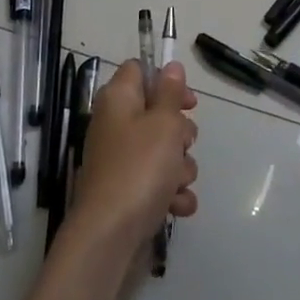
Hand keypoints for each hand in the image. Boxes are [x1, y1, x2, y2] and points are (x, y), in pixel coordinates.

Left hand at [70, 60, 198, 255]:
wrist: (111, 233)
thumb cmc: (140, 167)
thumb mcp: (163, 122)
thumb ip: (171, 93)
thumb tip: (171, 66)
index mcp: (119, 99)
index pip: (140, 70)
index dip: (166, 80)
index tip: (188, 101)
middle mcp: (117, 125)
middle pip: (158, 114)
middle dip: (180, 133)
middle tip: (181, 144)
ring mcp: (122, 160)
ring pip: (164, 151)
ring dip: (180, 168)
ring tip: (175, 182)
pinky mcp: (129, 190)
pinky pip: (160, 183)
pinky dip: (171, 193)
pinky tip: (176, 205)